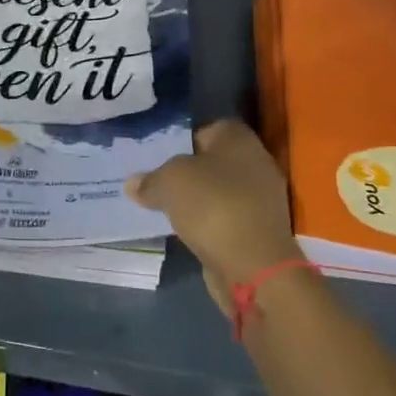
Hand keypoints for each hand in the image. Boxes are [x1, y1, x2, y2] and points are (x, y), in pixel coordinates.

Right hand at [128, 120, 303, 316]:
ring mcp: (260, 198)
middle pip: (212, 161)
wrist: (253, 266)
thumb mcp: (170, 182)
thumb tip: (134, 183)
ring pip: (217, 191)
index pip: (206, 128)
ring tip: (164, 208)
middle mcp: (255, 162)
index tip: (157, 158)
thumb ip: (150, 179)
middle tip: (155, 183)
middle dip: (185, 172)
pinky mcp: (257, 229)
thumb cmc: (213, 206)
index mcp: (239, 138)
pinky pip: (224, 217)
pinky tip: (185, 231)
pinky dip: (206, 223)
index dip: (181, 140)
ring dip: (195, 200)